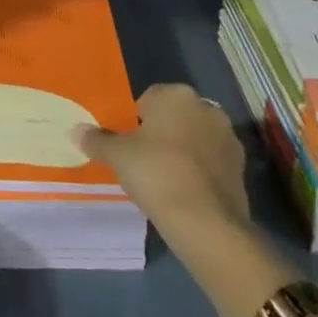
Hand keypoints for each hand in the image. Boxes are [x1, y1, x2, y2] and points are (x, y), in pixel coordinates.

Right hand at [74, 83, 250, 240]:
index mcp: (175, 94)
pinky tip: (188, 194)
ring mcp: (228, 137)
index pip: (149, 98)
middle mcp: (205, 107)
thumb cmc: (156, 173)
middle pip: (175, 116)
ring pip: (196, 138)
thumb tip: (75, 130)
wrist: (206, 222)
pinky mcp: (241, 168)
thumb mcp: (118, 156)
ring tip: (167, 181)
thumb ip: (97, 140)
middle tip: (145, 162)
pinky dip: (201, 172)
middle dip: (163, 133)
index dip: (136, 121)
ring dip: (184, 152)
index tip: (129, 146)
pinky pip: (212, 162)